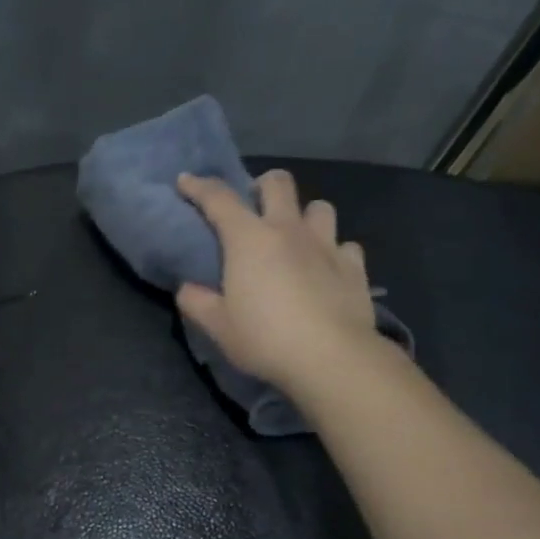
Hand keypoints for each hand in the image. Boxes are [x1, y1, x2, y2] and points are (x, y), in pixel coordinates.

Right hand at [175, 169, 380, 392]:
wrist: (331, 358)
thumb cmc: (265, 339)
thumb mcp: (218, 327)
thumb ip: (197, 302)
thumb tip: (187, 288)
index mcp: (249, 240)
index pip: (218, 199)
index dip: (199, 186)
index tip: (185, 180)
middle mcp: (289, 230)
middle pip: (278, 184)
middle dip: (262, 186)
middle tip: (253, 206)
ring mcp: (327, 245)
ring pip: (319, 207)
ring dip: (304, 215)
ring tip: (295, 237)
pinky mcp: (354, 267)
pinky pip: (345, 245)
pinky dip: (334, 251)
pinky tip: (327, 269)